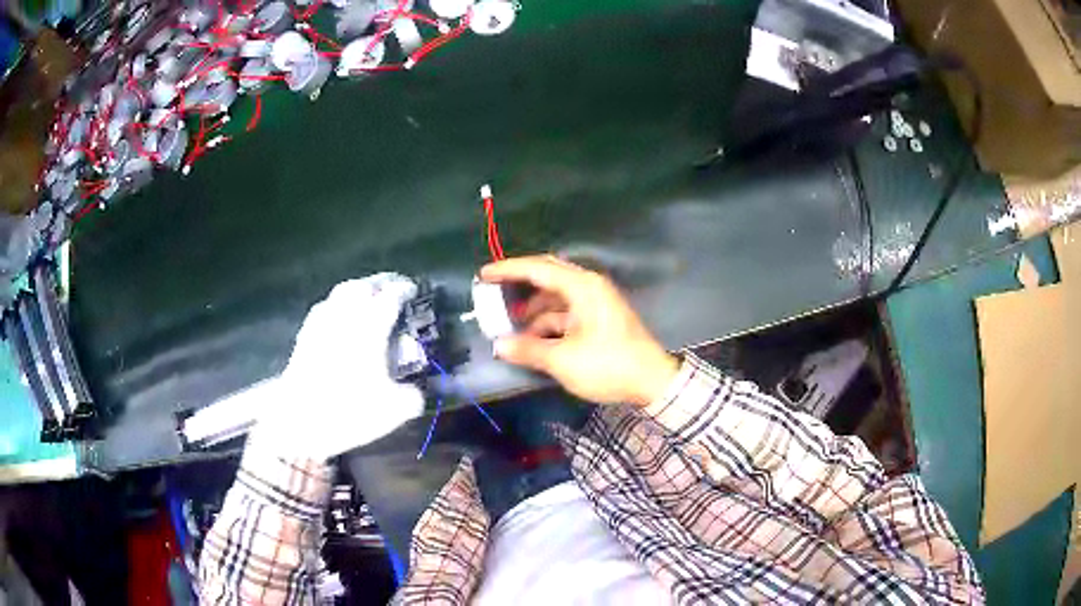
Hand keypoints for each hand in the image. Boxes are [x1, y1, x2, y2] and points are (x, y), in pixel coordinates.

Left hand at [252, 274, 423, 459]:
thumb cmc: (349, 410)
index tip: (413, 291)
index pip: (391, 296)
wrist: (299, 420)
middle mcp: (345, 316)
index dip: (404, 290)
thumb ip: (412, 396)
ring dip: (356, 293)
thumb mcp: (393, 410)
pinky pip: (324, 310)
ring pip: (340, 294)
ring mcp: (321, 323)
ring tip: (366, 305)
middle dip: (378, 285)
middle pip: (362, 286)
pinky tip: (340, 325)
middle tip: (390, 294)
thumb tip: (415, 392)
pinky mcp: (305, 336)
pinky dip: (337, 310)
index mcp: (370, 326)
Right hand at [480, 255, 678, 406]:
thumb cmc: (608, 365)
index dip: (508, 270)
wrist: (652, 382)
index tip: (483, 274)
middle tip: (494, 293)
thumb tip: (499, 345)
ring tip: (511, 329)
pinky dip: (549, 324)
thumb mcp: (563, 360)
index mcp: (582, 287)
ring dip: (534, 312)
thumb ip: (528, 349)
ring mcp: (596, 303)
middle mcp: (589, 287)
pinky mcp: (599, 319)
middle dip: (519, 286)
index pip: (538, 269)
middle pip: (547, 277)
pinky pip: (567, 314)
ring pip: (556, 299)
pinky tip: (534, 341)